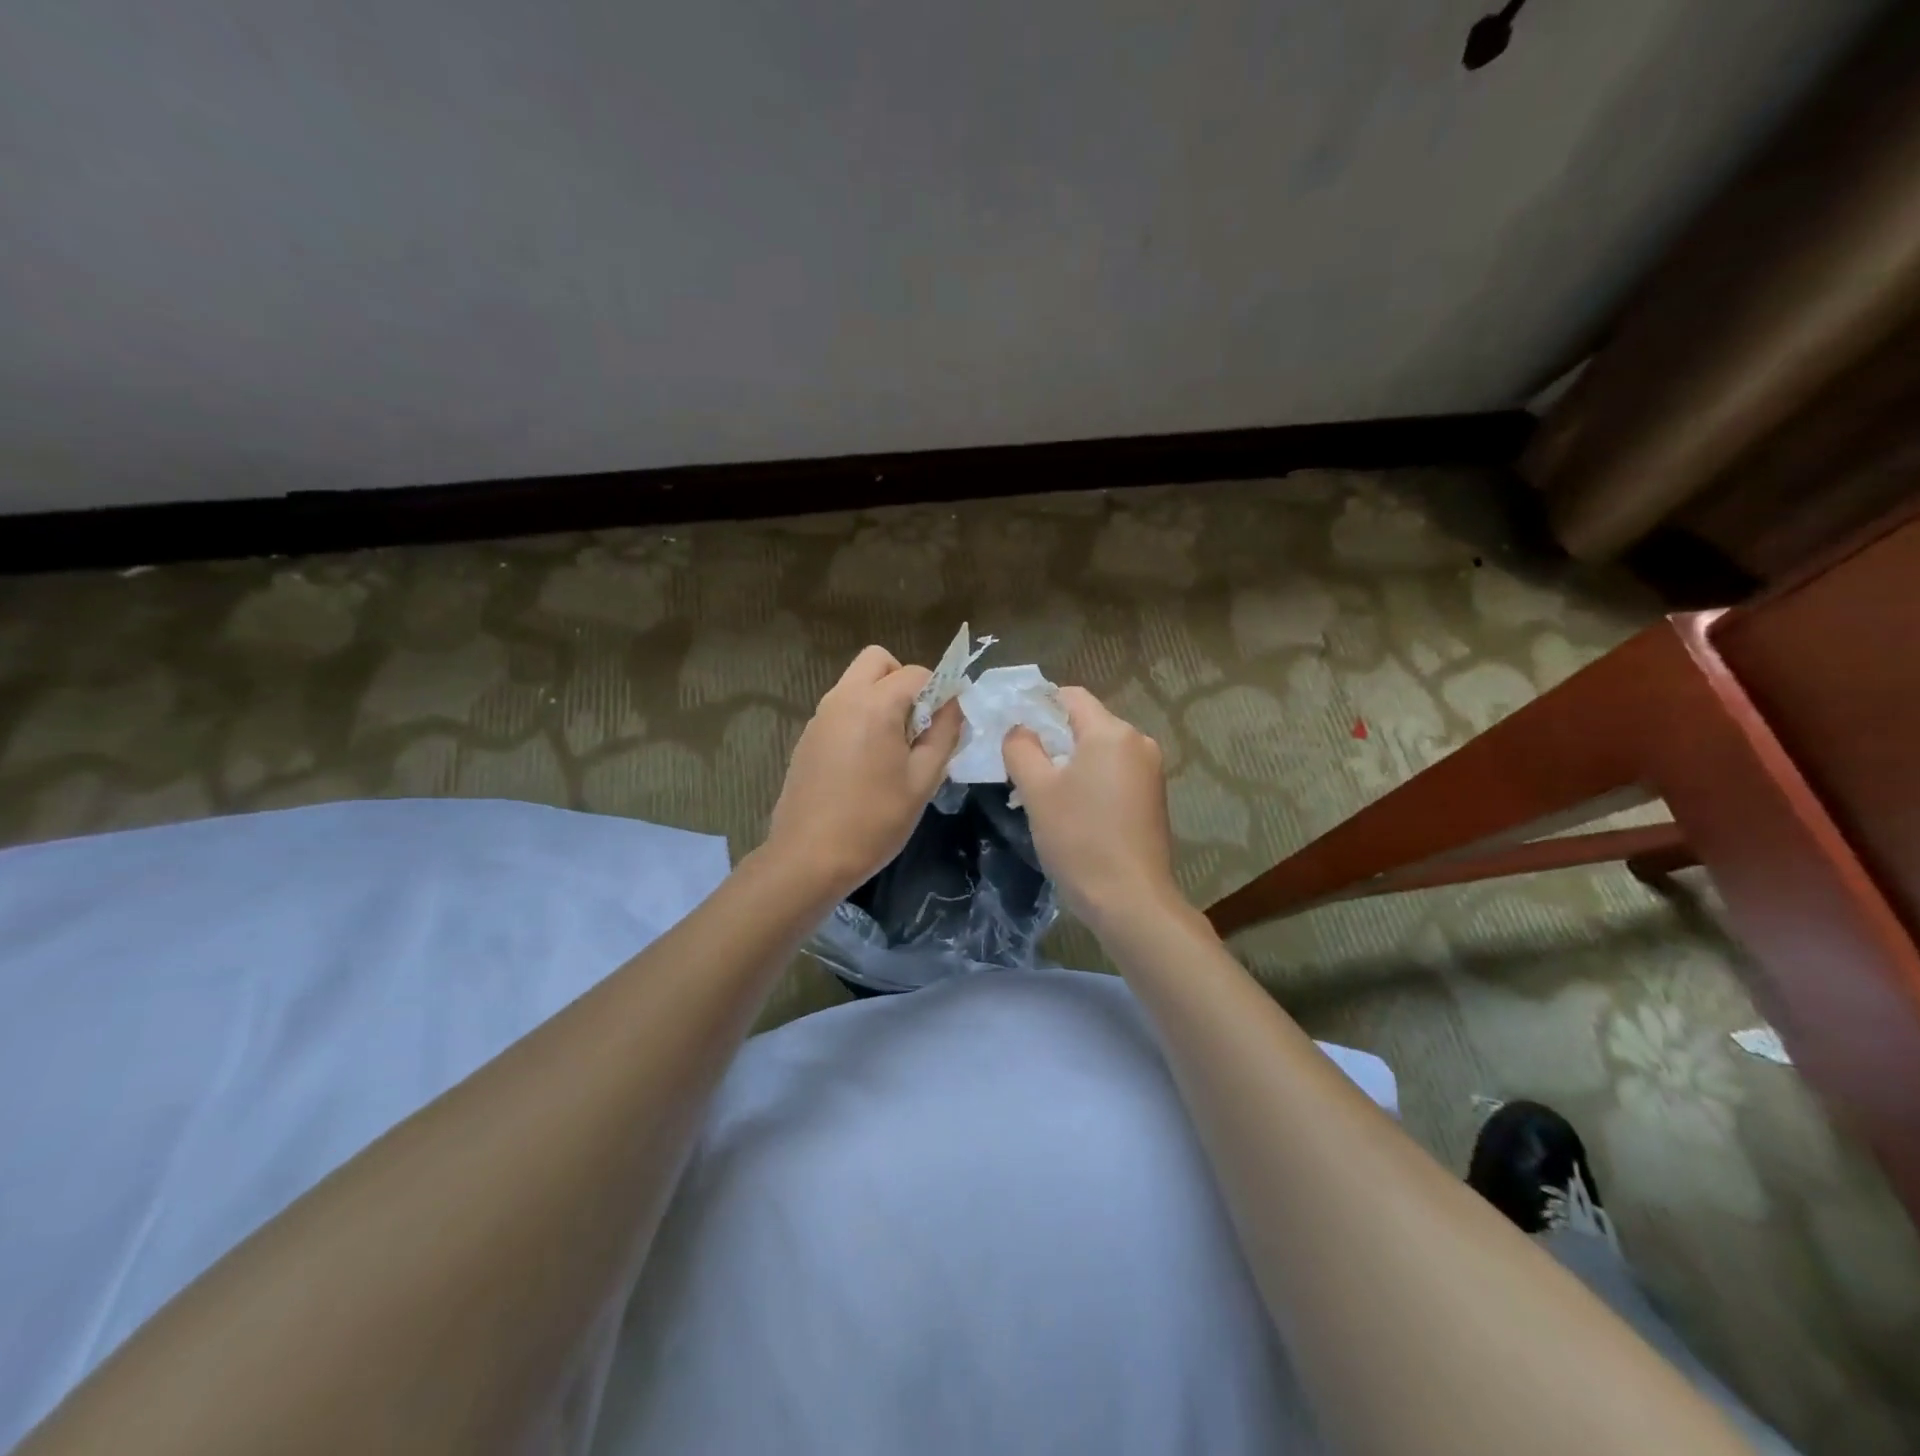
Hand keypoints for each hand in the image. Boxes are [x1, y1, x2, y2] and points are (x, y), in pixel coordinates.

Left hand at [763, 645, 963, 898]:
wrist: (808, 858)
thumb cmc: (874, 822)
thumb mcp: (923, 781)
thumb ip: (943, 735)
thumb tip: (953, 705)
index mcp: (874, 705)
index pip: (917, 673)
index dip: (940, 691)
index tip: (949, 723)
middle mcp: (843, 699)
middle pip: (878, 661)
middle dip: (904, 680)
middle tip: (918, 723)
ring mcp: (819, 716)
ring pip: (856, 683)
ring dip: (881, 698)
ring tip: (895, 746)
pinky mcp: (807, 737)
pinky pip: (841, 707)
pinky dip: (861, 716)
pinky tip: (867, 762)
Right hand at [1002, 687, 1180, 931]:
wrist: (1130, 900)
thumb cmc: (1079, 839)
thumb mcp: (1037, 791)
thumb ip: (1021, 748)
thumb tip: (1020, 729)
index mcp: (1112, 732)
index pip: (1070, 696)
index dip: (1037, 705)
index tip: (1012, 731)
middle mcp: (1138, 742)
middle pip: (1086, 723)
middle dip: (1052, 738)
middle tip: (1021, 767)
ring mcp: (1151, 771)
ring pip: (1099, 750)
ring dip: (1070, 762)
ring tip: (1043, 794)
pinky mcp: (1154, 797)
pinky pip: (1114, 773)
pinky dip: (1090, 780)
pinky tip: (1073, 810)